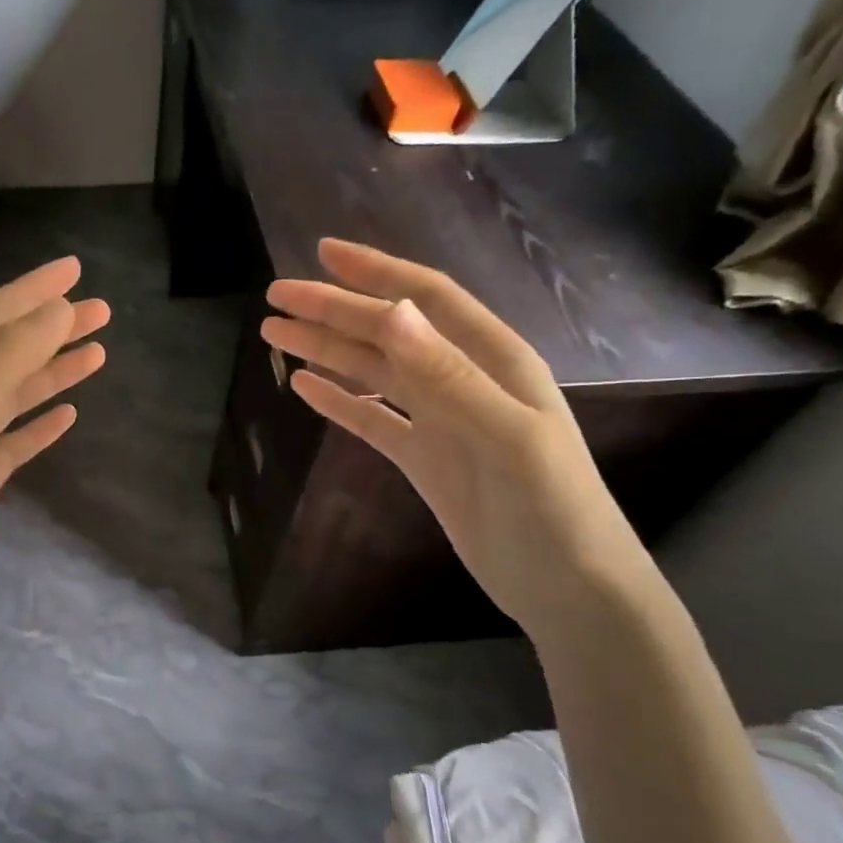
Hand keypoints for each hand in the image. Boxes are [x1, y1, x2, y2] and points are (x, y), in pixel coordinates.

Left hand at [0, 256, 108, 626]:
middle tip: (103, 310)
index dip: (33, 290)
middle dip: (52, 326)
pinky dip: (39, 424)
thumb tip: (55, 310)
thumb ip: (5, 359)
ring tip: (98, 353)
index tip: (76, 268)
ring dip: (53, 370)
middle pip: (7, 350)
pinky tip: (68, 416)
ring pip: (13, 393)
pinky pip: (12, 441)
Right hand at [261, 238, 655, 638]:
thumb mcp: (506, 438)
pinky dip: (337, 400)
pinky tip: (304, 387)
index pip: (426, 299)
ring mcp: (440, 420)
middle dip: (333, 309)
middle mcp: (462, 379)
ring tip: (275, 334)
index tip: (322, 253)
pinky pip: (371, 419)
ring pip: (373, 372)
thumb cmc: (552, 510)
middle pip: (388, 332)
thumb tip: (391, 312)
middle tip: (276, 296)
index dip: (375, 272)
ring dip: (327, 350)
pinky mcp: (423, 458)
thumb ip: (447, 375)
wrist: (567, 589)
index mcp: (492, 360)